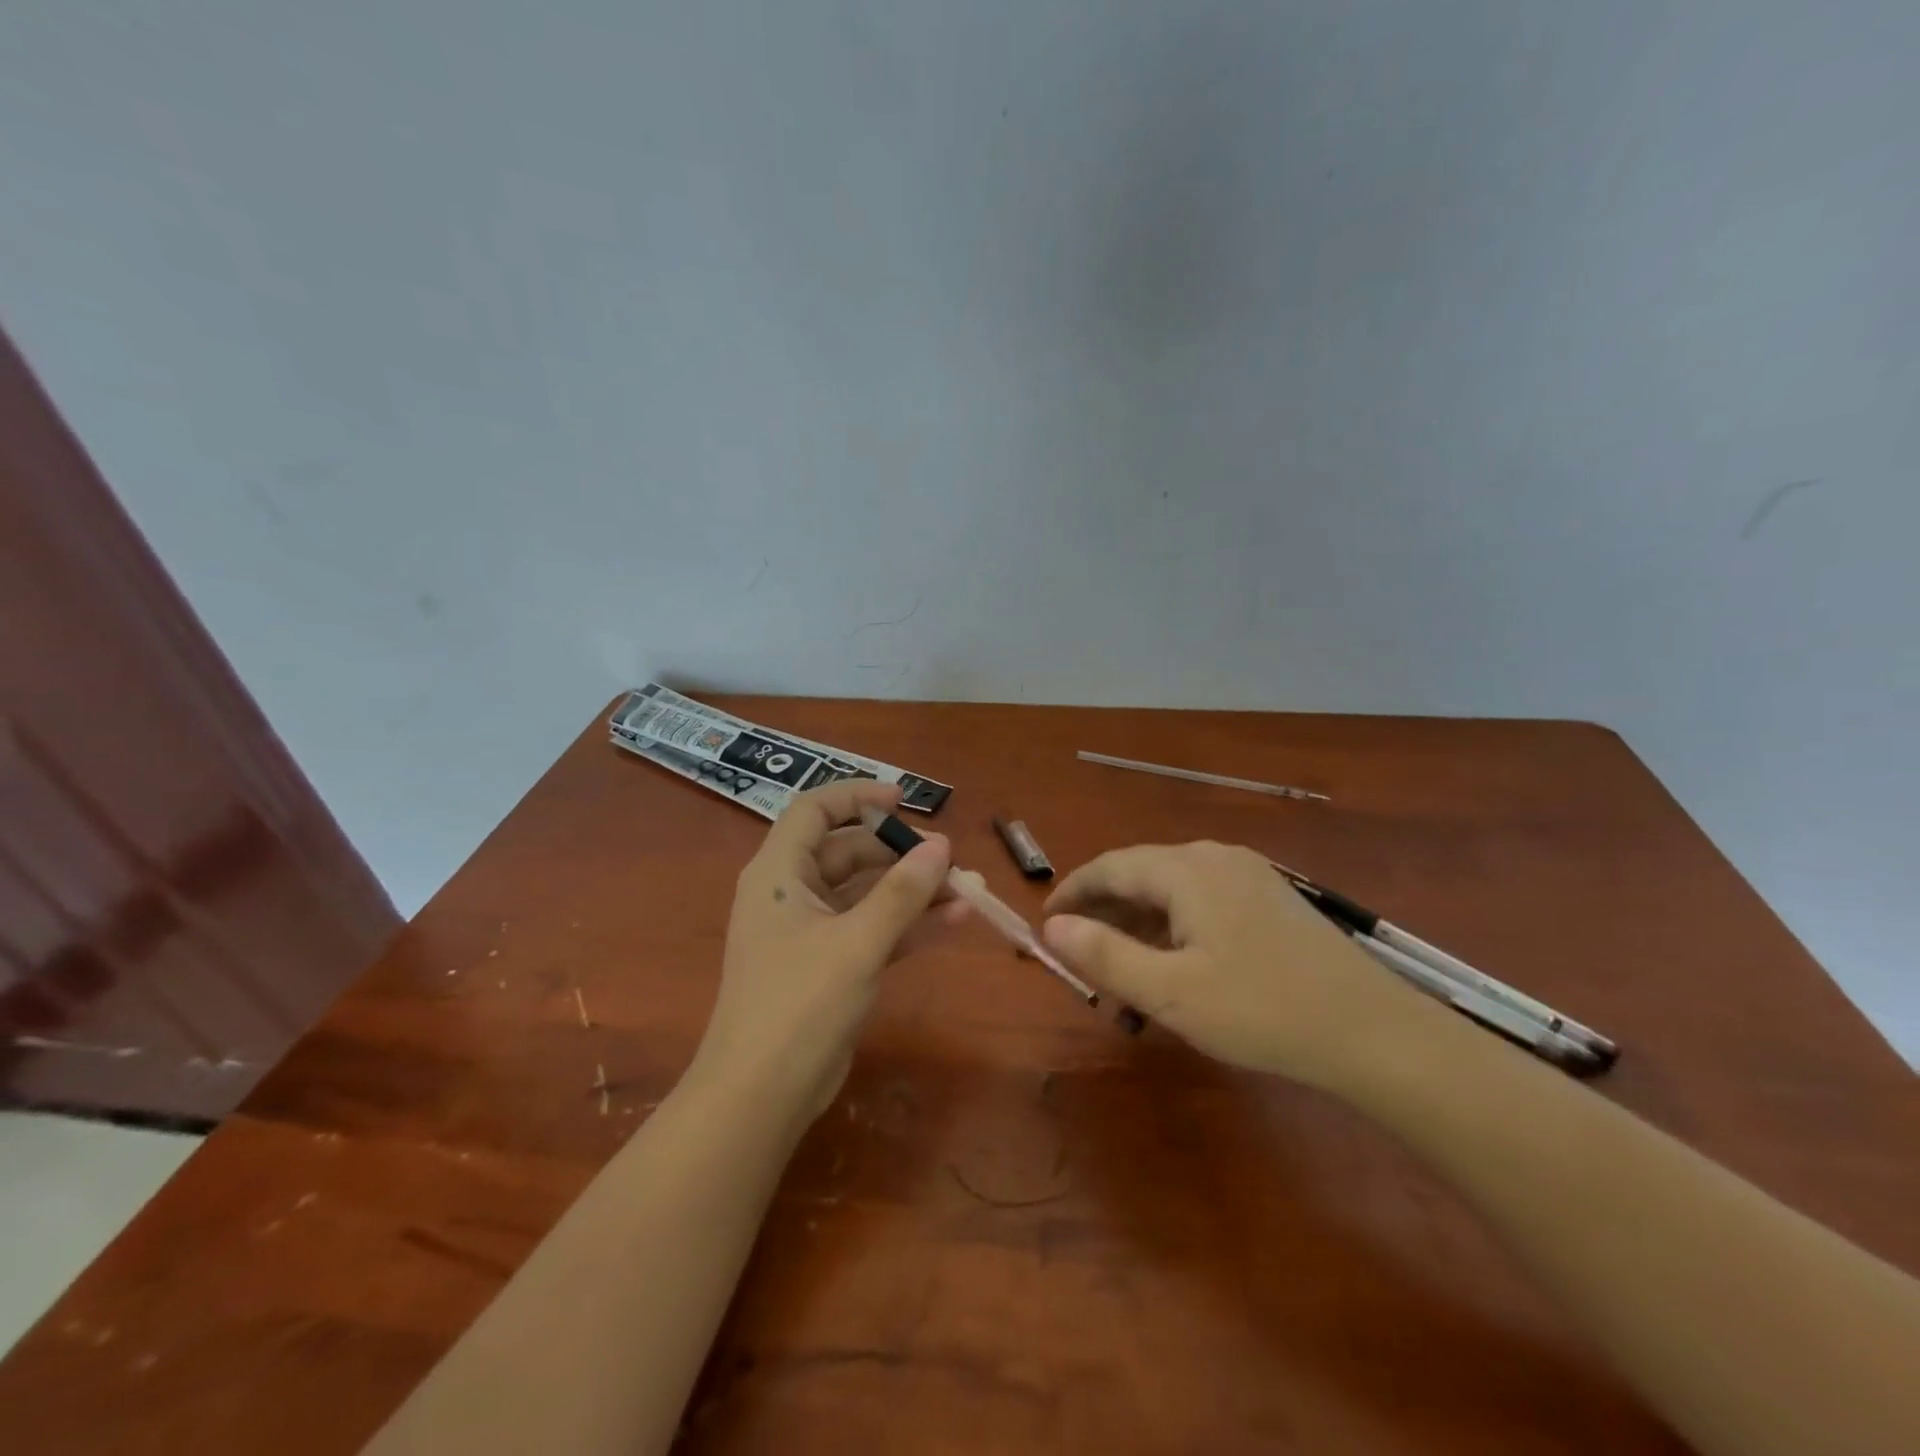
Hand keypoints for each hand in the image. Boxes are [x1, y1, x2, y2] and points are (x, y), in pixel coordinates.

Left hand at [693, 780, 956, 1119]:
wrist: (761, 1097)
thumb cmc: (800, 1004)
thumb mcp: (857, 942)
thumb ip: (902, 892)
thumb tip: (942, 845)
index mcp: (779, 873)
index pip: (814, 811)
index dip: (857, 796)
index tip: (904, 799)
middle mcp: (792, 894)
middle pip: (849, 853)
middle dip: (900, 853)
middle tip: (949, 860)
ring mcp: (811, 932)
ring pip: (867, 894)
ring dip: (913, 891)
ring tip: (966, 889)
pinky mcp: (829, 966)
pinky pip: (872, 930)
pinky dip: (908, 925)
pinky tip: (954, 921)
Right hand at [1042, 841, 1451, 1088]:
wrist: (1373, 1031)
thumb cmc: (1261, 1010)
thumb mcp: (1170, 992)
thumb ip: (1105, 955)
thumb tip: (1051, 928)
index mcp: (1186, 869)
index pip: (1109, 868)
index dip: (1071, 893)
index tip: (1046, 925)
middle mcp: (1214, 857)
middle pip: (1140, 875)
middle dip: (1103, 913)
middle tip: (1079, 956)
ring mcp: (1248, 875)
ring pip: (1172, 890)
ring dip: (1138, 925)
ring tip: (1122, 972)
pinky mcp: (1270, 899)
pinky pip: (1202, 902)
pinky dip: (1174, 928)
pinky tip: (1174, 967)